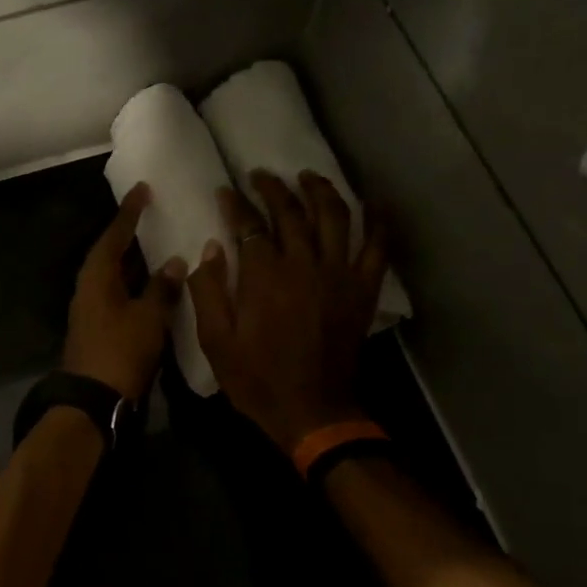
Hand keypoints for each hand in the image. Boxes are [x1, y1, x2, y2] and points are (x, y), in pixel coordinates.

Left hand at [63, 183, 186, 399]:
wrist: (93, 400)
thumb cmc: (120, 351)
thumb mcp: (148, 317)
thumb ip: (162, 288)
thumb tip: (174, 262)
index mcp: (97, 277)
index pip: (114, 236)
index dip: (129, 213)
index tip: (143, 190)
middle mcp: (90, 288)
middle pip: (110, 254)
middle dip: (130, 236)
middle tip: (152, 215)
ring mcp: (92, 310)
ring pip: (116, 276)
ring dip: (136, 263)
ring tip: (160, 245)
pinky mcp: (99, 328)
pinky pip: (119, 295)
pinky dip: (136, 285)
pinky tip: (156, 286)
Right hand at [187, 170, 387, 454]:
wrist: (311, 411)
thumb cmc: (256, 378)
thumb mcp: (215, 341)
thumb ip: (208, 291)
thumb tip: (211, 248)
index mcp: (264, 276)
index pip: (249, 224)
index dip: (235, 203)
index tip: (225, 191)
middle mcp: (304, 264)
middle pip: (291, 212)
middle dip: (273, 188)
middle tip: (260, 175)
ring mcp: (339, 275)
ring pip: (334, 217)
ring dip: (320, 190)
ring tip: (308, 176)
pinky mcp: (362, 290)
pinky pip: (376, 247)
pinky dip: (378, 221)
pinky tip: (373, 202)